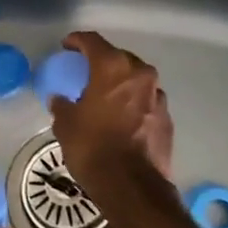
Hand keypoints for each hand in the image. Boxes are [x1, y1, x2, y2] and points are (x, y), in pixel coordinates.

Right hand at [49, 30, 175, 191]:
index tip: (67, 46)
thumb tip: (61, 100)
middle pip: (119, 58)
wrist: (131, 186)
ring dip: (121, 84)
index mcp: (112, 68)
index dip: (77, 41)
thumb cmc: (92, 147)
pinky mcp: (167, 119)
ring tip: (105, 96)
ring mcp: (158, 97)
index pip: (93, 42)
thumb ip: (62, 106)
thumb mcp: (66, 125)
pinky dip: (133, 103)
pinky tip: (121, 118)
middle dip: (103, 61)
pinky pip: (146, 101)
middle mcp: (140, 75)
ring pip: (137, 80)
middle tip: (86, 71)